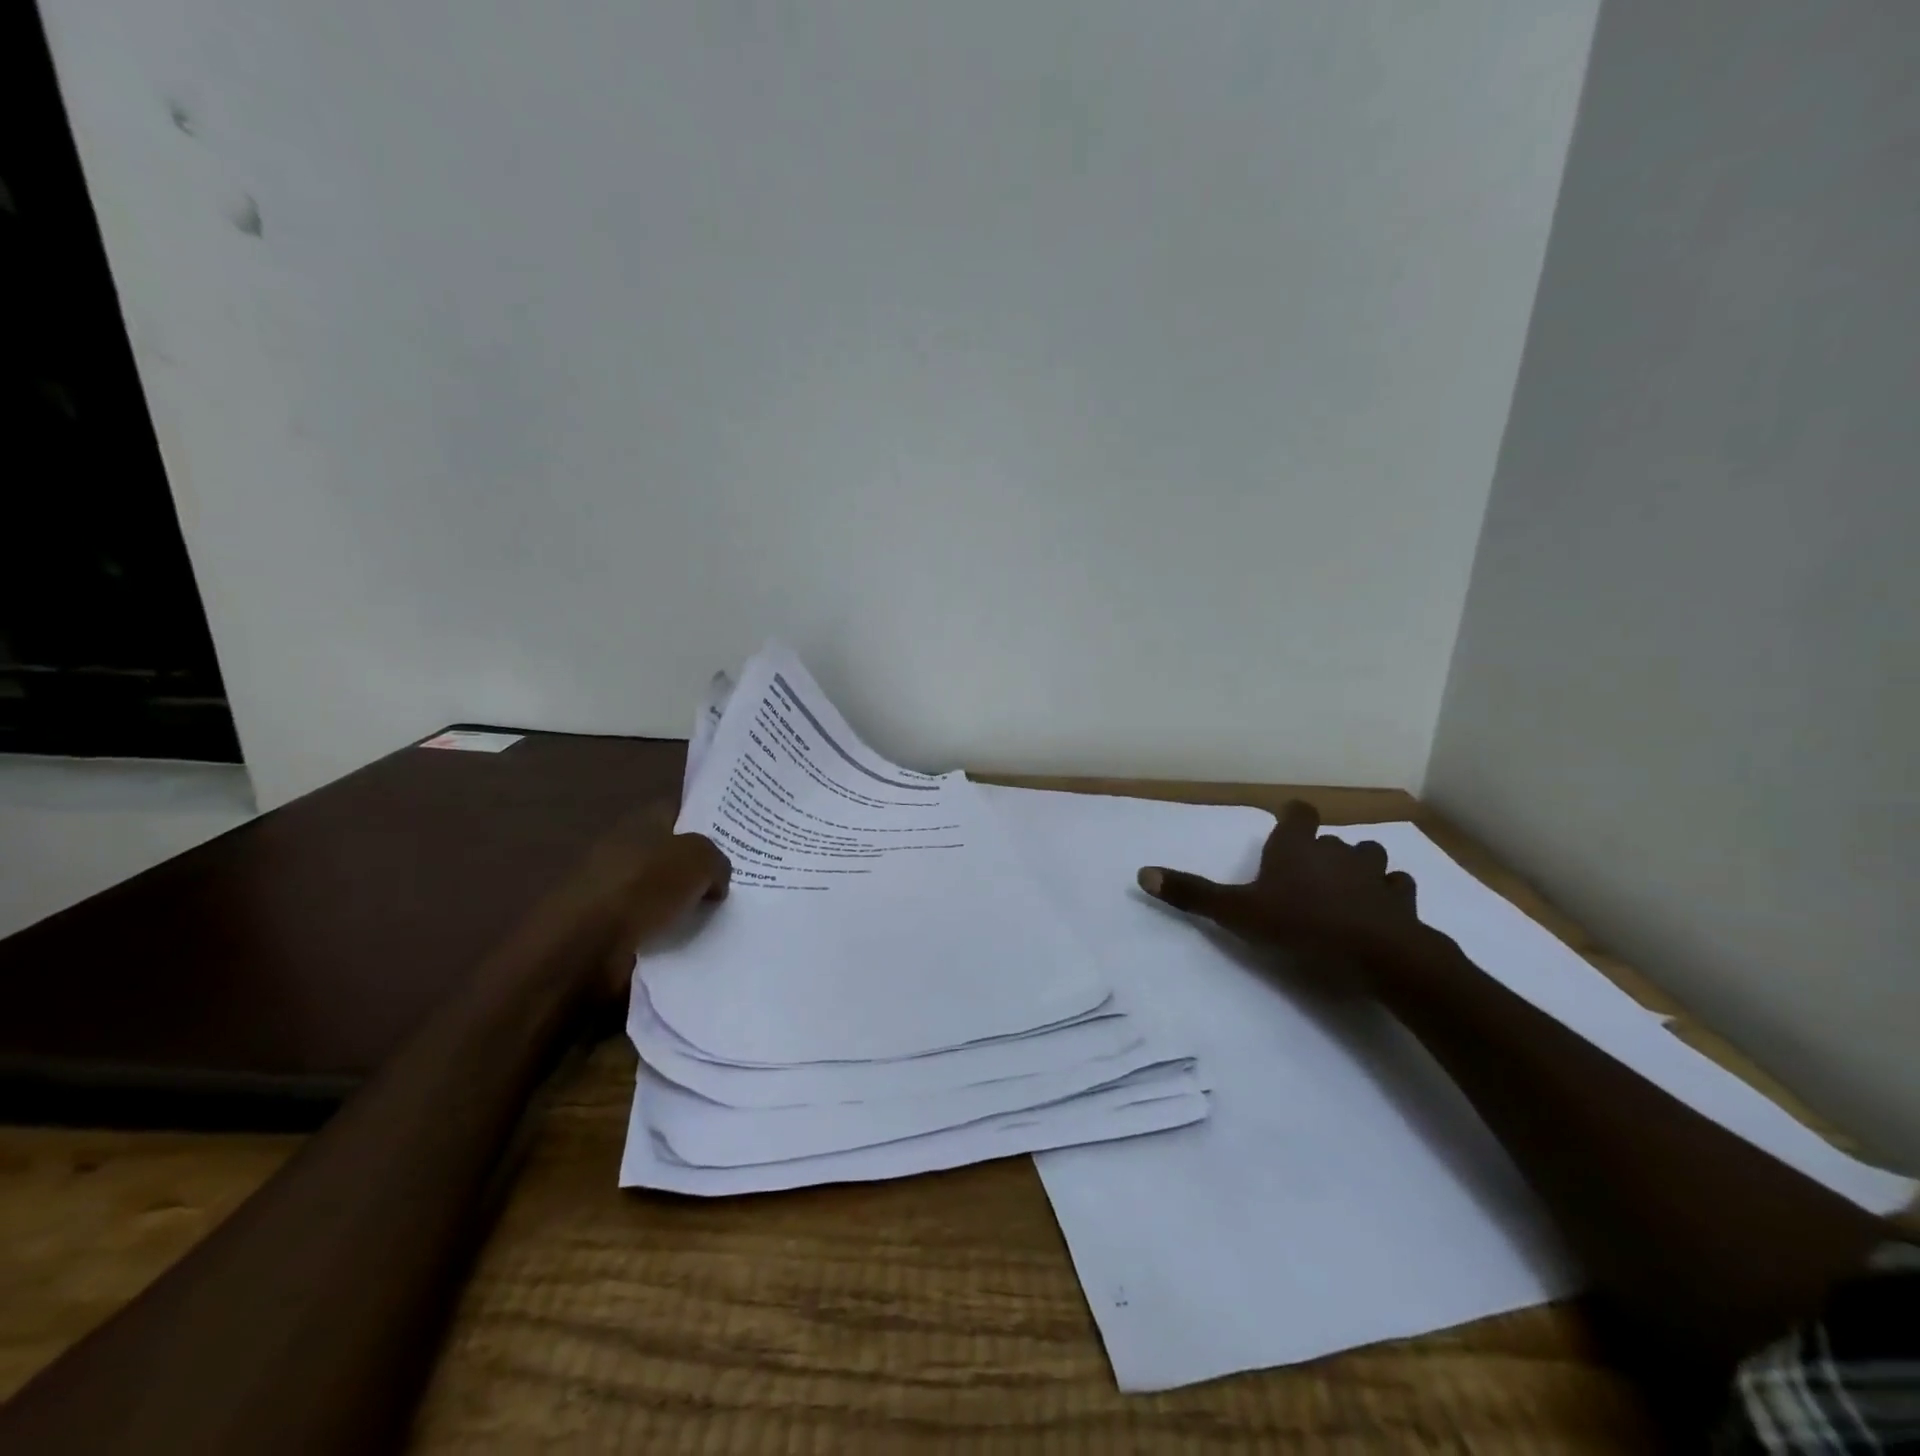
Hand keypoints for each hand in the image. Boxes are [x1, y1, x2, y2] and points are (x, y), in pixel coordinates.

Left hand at [590, 830, 730, 1004]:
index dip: (708, 820)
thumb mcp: (698, 859)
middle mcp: (626, 850)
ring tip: (724, 917)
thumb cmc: (641, 887)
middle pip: (674, 854)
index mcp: (641, 822)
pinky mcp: (609, 930)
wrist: (582, 947)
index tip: (738, 837)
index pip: (680, 810)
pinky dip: (671, 935)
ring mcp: (615, 891)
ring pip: (665, 893)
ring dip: (687, 905)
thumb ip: (717, 861)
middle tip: (739, 882)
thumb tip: (715, 880)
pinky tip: (696, 942)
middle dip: (702, 868)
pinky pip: (653, 927)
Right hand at [1137, 801, 1427, 982]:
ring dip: (1360, 868)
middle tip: (1305, 876)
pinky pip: (1397, 888)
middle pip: (1331, 839)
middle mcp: (1336, 852)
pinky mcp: (1402, 901)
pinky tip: (1382, 910)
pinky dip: (1390, 895)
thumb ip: (1193, 894)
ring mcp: (1374, 874)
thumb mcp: (1236, 913)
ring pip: (1370, 857)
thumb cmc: (1301, 926)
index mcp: (1296, 848)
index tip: (1287, 825)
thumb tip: (1142, 872)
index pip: (1298, 814)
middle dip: (1321, 852)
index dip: (1293, 817)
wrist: (1378, 954)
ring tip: (1347, 889)